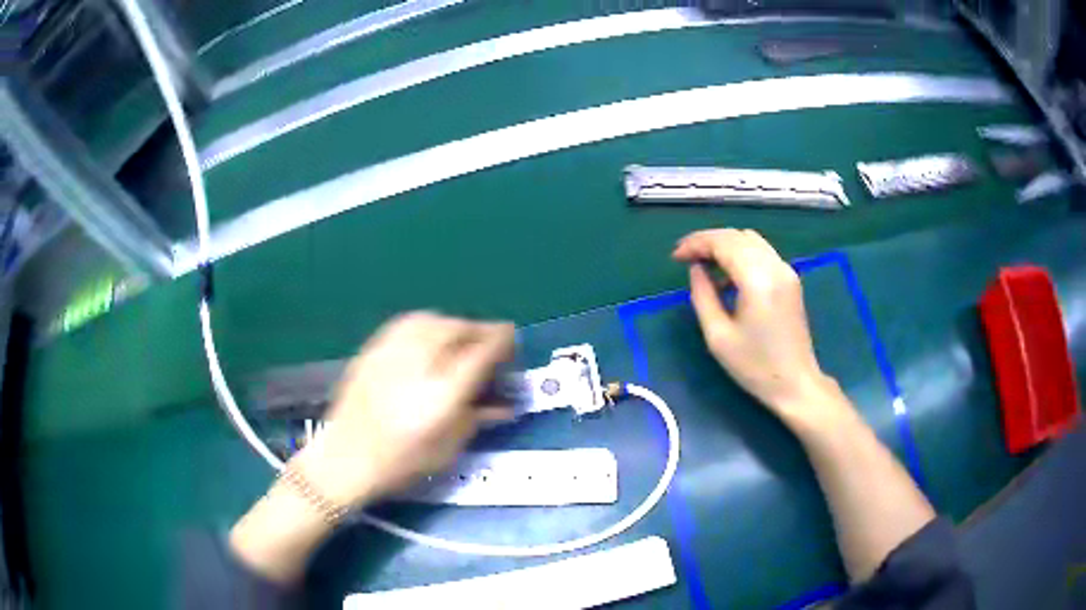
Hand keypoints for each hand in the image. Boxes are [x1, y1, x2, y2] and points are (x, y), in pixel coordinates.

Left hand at [293, 311, 515, 508]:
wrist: (344, 459)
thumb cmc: (400, 463)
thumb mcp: (447, 449)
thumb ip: (477, 418)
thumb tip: (504, 404)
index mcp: (442, 394)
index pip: (482, 353)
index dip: (502, 340)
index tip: (512, 339)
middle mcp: (419, 365)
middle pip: (458, 329)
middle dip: (480, 331)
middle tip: (489, 342)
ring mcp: (392, 353)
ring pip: (433, 319)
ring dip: (454, 325)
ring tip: (461, 338)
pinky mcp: (373, 350)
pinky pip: (407, 323)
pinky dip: (427, 323)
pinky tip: (429, 336)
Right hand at [673, 229, 840, 424]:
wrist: (795, 383)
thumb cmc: (755, 366)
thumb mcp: (718, 336)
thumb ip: (703, 296)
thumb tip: (696, 269)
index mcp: (757, 280)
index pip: (723, 243)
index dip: (696, 243)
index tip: (675, 257)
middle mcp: (775, 267)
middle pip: (737, 236)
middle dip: (708, 241)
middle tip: (686, 258)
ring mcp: (786, 271)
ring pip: (751, 240)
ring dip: (725, 245)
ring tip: (704, 264)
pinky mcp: (791, 279)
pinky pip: (762, 253)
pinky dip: (741, 254)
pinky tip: (728, 275)